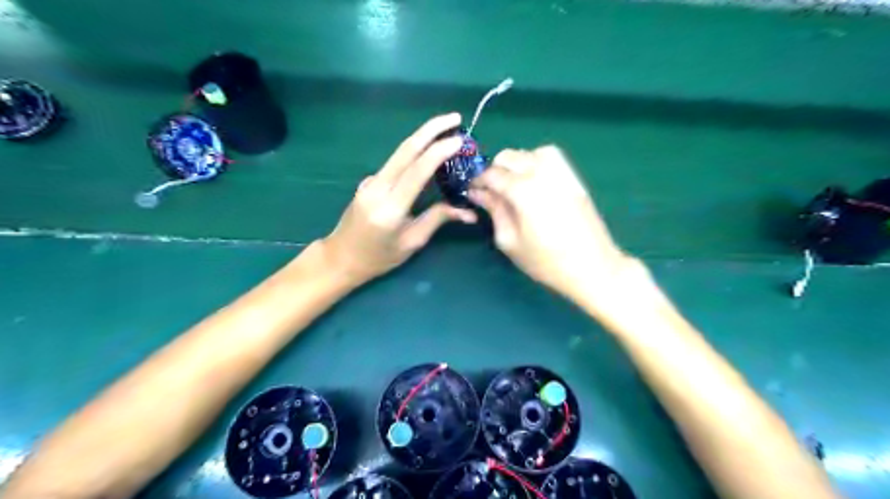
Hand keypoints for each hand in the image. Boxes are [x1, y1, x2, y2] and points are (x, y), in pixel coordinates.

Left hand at [323, 112, 479, 283]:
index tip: (460, 139)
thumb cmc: (379, 257)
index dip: (440, 151)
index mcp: (391, 207)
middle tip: (455, 117)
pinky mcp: (369, 181)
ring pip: (400, 153)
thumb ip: (437, 219)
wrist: (340, 257)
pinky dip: (414, 154)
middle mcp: (378, 187)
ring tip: (448, 132)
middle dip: (431, 128)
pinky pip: (395, 164)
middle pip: (406, 149)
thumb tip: (469, 212)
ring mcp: (370, 181)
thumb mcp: (411, 242)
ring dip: (424, 138)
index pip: (417, 170)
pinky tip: (428, 156)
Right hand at [468, 143, 651, 307]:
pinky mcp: (573, 177)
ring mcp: (561, 172)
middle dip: (494, 170)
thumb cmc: (546, 261)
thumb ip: (494, 211)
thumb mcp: (510, 240)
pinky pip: (551, 155)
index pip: (492, 174)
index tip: (472, 192)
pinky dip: (536, 159)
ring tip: (512, 184)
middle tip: (491, 192)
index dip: (477, 181)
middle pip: (509, 157)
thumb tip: (478, 193)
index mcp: (523, 191)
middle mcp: (541, 173)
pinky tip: (534, 179)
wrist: (592, 266)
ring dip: (515, 163)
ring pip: (529, 152)